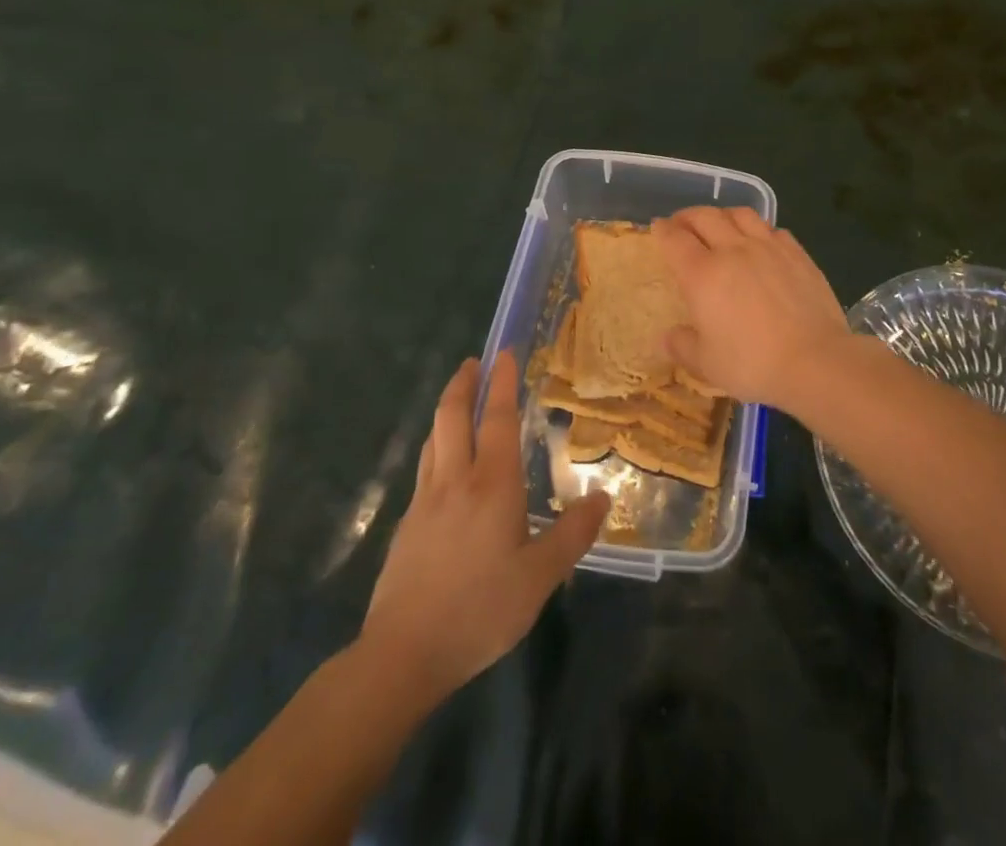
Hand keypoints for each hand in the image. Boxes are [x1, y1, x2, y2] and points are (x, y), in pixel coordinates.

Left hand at [360, 356, 607, 703]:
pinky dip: (436, 445)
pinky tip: (442, 464)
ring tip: (458, 399)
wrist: (403, 653)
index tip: (504, 353)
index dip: (501, 383)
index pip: (497, 419)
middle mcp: (456, 480)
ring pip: (434, 438)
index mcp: (492, 484)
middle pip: (453, 416)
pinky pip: (424, 467)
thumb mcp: (540, 578)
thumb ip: (572, 535)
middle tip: (474, 362)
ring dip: (446, 410)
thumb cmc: (479, 611)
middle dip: (463, 383)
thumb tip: (602, 497)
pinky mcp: (407, 524)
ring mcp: (425, 500)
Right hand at [653, 207, 855, 408]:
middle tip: (682, 224)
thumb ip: (682, 346)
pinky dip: (758, 229)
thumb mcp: (706, 364)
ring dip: (723, 214)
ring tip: (720, 224)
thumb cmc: (753, 363)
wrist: (815, 360)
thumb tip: (667, 337)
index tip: (658, 228)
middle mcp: (733, 250)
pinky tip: (760, 242)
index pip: (675, 239)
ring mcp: (768, 247)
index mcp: (702, 274)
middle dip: (688, 216)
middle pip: (705, 217)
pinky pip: (772, 228)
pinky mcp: (797, 253)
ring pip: (740, 213)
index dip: (663, 230)